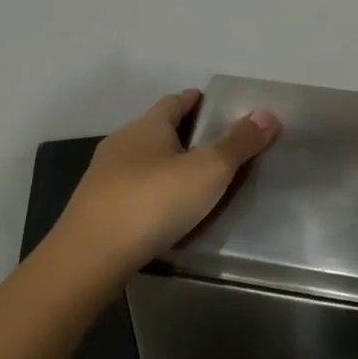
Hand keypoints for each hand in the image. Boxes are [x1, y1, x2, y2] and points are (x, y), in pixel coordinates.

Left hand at [50, 89, 278, 277]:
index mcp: (147, 127)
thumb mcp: (208, 171)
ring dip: (164, 165)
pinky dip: (150, 192)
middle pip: (156, 130)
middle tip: (212, 145)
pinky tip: (163, 210)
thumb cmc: (154, 202)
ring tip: (191, 180)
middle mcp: (121, 144)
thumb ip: (238, 143)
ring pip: (141, 161)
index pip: (174, 102)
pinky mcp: (96, 208)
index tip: (213, 105)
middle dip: (182, 134)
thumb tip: (266, 113)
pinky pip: (131, 190)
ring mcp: (103, 177)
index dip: (195, 101)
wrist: (91, 257)